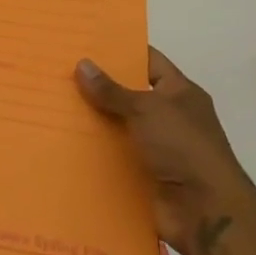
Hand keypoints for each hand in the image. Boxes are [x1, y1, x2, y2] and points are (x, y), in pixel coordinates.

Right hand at [76, 48, 255, 254]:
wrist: (205, 212)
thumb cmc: (184, 148)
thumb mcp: (147, 109)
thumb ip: (112, 90)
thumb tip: (82, 64)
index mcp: (180, 94)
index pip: (149, 61)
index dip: (121, 50)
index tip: (86, 42)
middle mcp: (169, 117)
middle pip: (128, 94)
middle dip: (97, 86)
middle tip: (58, 71)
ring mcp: (156, 147)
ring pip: (117, 125)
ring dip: (91, 120)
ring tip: (51, 103)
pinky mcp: (142, 173)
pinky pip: (112, 155)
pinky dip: (92, 150)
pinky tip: (61, 140)